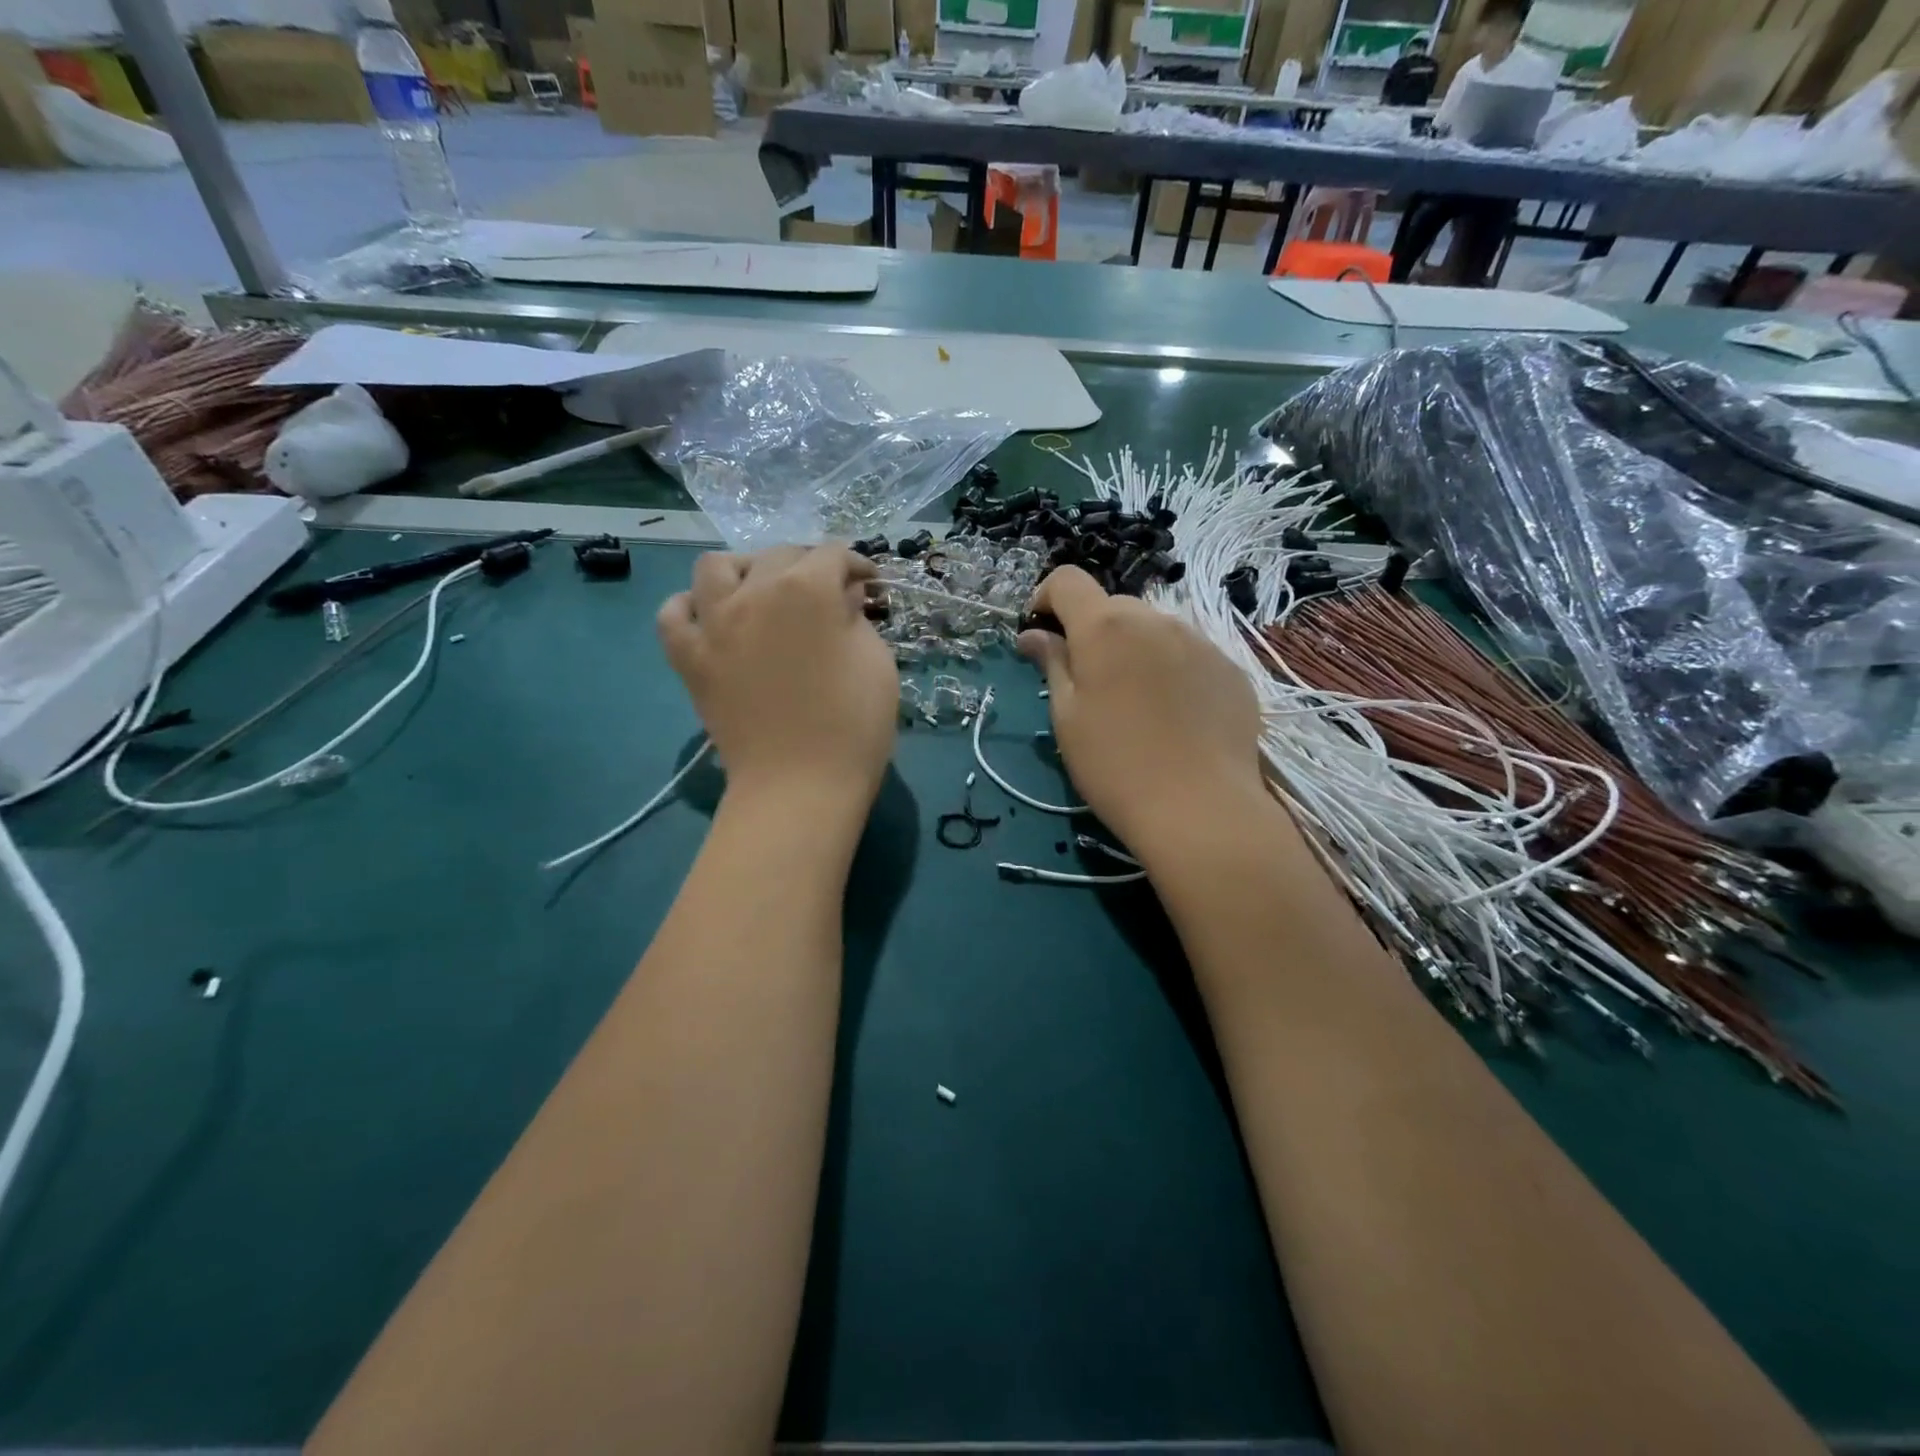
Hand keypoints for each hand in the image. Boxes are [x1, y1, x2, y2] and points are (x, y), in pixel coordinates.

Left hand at [658, 547, 897, 804]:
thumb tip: (843, 596)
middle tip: (826, 594)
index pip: (833, 555)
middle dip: (808, 566)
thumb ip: (857, 618)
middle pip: (778, 555)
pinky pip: (673, 614)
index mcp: (808, 589)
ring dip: (743, 570)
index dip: (856, 565)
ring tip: (760, 592)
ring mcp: (714, 623)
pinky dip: (689, 607)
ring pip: (716, 567)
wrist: (801, 784)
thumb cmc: (854, 725)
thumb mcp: (877, 663)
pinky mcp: (689, 658)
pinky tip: (711, 618)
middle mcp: (755, 592)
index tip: (868, 585)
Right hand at [1017, 567, 1264, 850]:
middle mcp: (1156, 619)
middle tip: (1088, 683)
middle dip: (1092, 632)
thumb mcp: (1067, 717)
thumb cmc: (1115, 765)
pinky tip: (1174, 717)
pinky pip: (1189, 655)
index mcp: (1105, 626)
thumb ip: (1052, 664)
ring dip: (1135, 650)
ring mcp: (1200, 641)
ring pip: (1154, 631)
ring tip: (1136, 704)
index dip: (1046, 598)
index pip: (1067, 580)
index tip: (1041, 636)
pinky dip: (1172, 671)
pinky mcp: (1230, 669)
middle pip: (1113, 607)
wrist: (1200, 809)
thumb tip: (1034, 635)